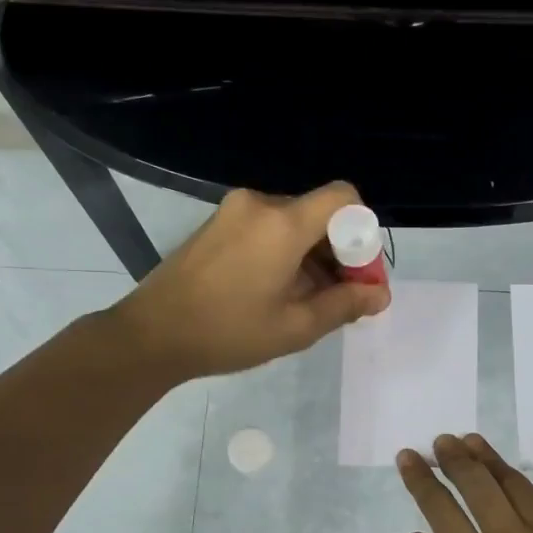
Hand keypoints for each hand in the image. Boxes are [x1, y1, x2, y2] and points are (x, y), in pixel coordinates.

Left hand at [117, 182, 390, 380]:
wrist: (152, 334)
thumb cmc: (228, 332)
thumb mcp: (295, 327)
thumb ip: (345, 305)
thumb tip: (380, 294)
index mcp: (283, 223)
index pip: (344, 198)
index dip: (362, 232)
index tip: (357, 273)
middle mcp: (260, 204)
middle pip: (319, 214)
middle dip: (339, 252)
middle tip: (340, 298)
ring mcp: (233, 211)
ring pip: (293, 223)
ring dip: (311, 256)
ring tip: (307, 303)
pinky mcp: (217, 224)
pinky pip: (266, 229)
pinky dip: (284, 253)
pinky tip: (277, 292)